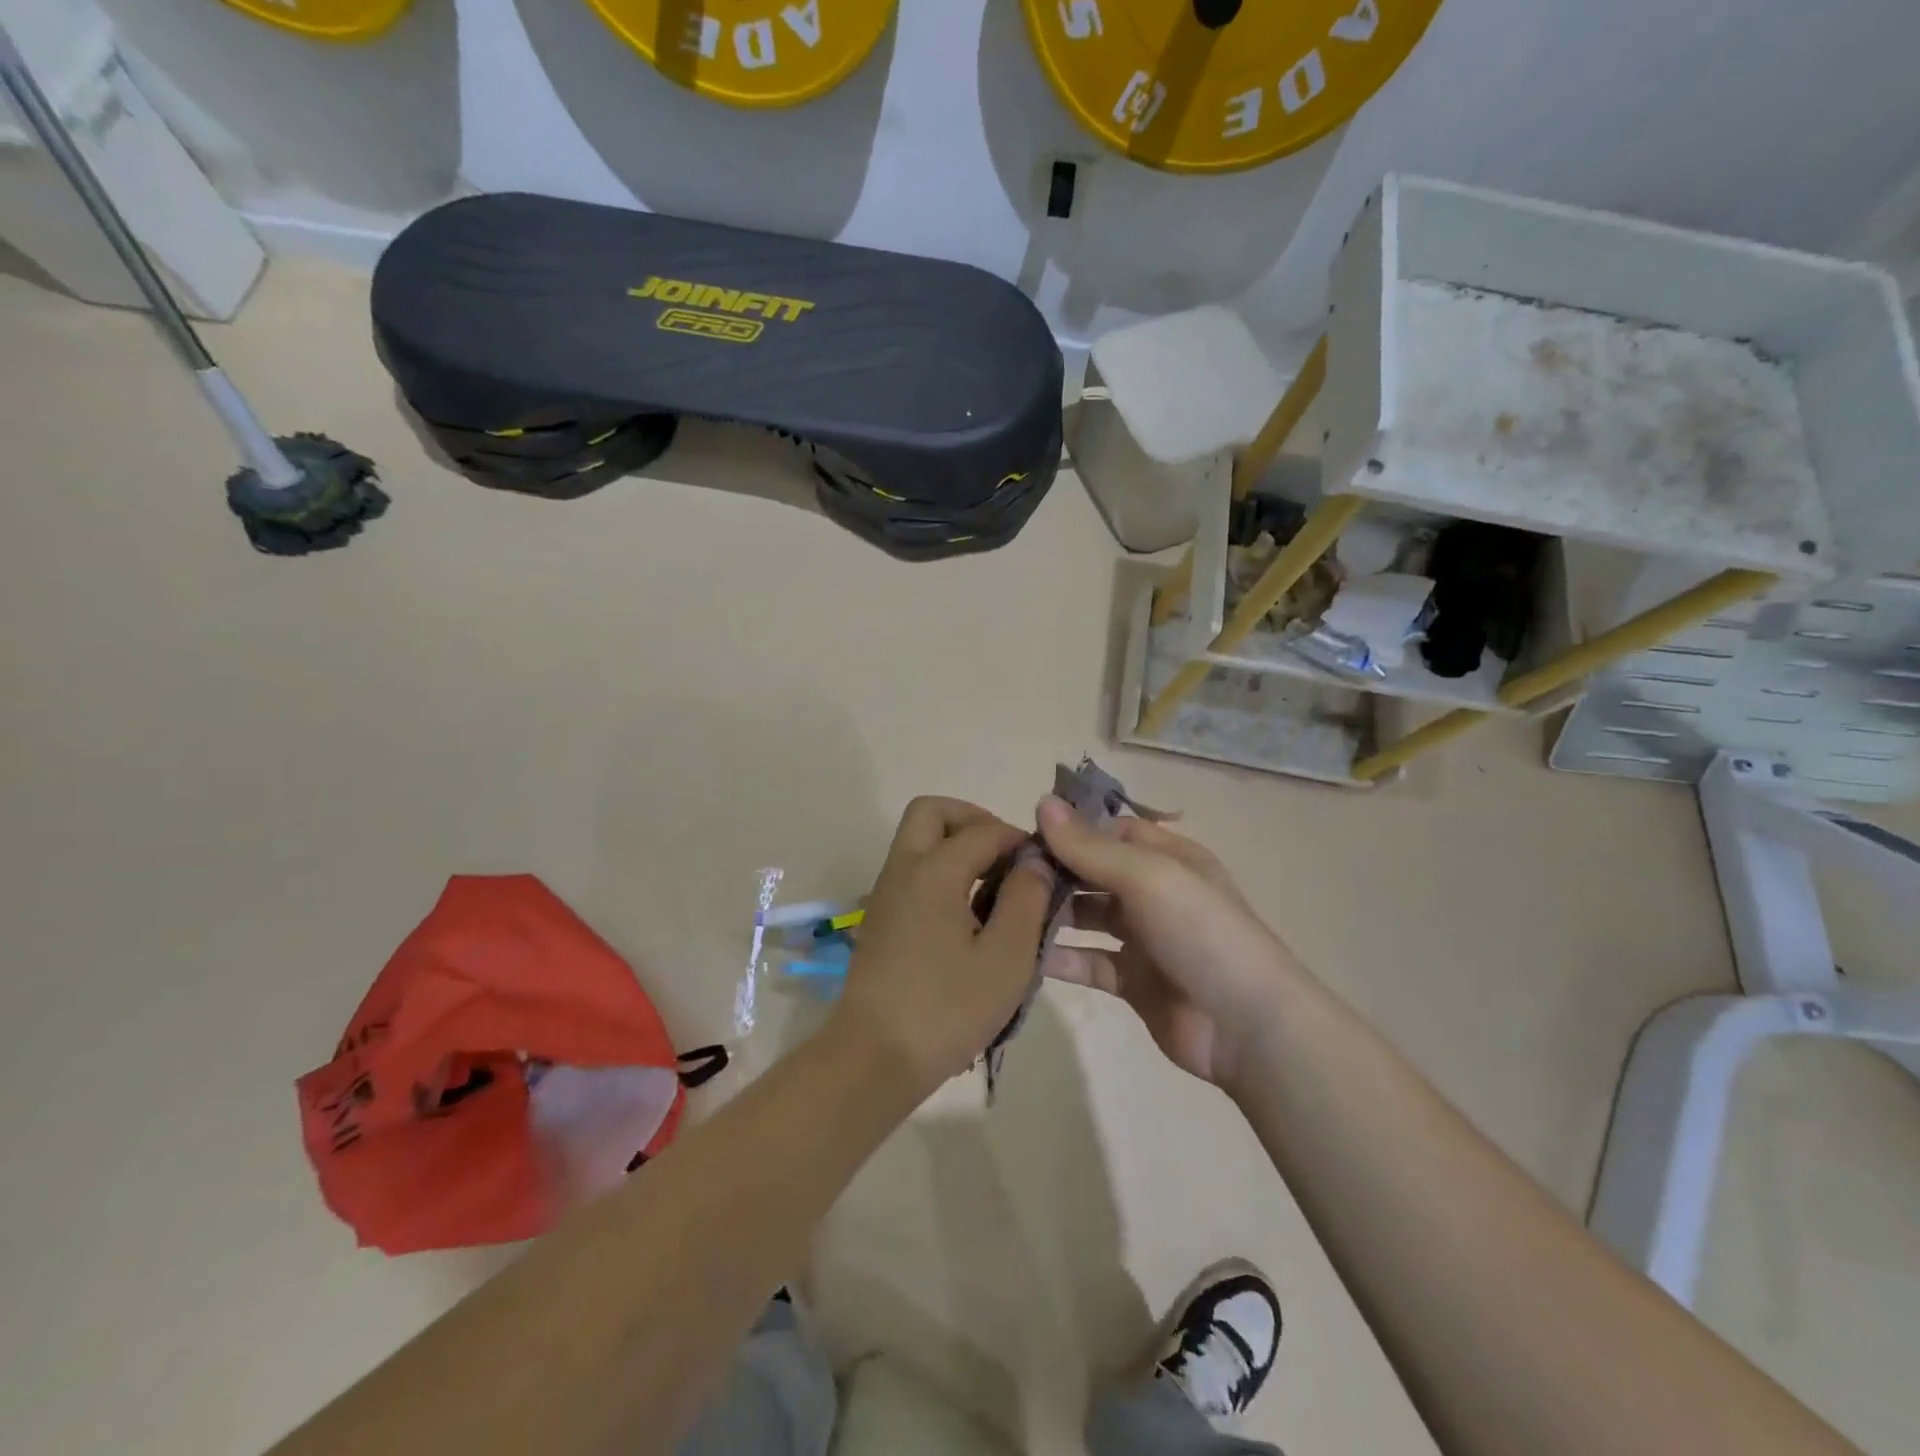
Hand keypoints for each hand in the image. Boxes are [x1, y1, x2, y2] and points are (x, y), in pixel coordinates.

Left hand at [835, 797, 1055, 1095]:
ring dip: (956, 846)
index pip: (982, 830)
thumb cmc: (946, 1008)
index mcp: (933, 871)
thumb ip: (1026, 900)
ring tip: (994, 887)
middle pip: (932, 812)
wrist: (874, 1058)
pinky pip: (912, 871)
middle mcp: (902, 870)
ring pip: (918, 841)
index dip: (1017, 839)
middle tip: (1005, 855)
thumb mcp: (1005, 958)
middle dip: (973, 820)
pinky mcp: (881, 919)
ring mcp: (885, 894)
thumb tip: (1034, 862)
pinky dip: (941, 871)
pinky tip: (969, 915)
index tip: (1044, 865)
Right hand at [1036, 796, 1295, 1087]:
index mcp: (1168, 858)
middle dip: (1055, 872)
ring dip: (1053, 914)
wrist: (1246, 1026)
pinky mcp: (1133, 982)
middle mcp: (1155, 892)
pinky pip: (1089, 962)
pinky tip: (1023, 956)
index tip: (1024, 835)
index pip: (1111, 831)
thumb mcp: (1147, 876)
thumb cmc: (1200, 932)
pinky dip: (1061, 959)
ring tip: (1007, 913)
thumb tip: (1042, 803)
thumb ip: (1090, 846)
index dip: (1072, 830)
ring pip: (1088, 918)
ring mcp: (1144, 939)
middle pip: (1095, 873)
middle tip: (1005, 876)